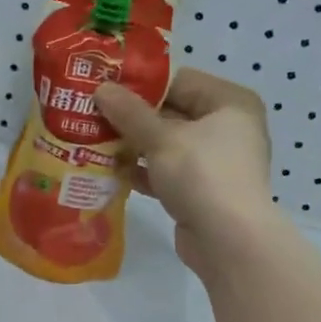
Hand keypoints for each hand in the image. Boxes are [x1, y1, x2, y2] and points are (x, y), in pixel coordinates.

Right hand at [95, 68, 275, 273]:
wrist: (228, 241)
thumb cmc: (201, 175)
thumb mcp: (161, 139)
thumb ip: (129, 113)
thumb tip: (101, 89)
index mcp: (229, 102)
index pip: (179, 80)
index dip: (140, 83)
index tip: (104, 85)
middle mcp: (227, 127)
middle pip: (172, 112)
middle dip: (132, 116)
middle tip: (91, 113)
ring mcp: (215, 162)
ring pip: (167, 144)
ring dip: (133, 145)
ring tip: (93, 140)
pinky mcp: (202, 191)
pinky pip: (167, 172)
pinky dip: (143, 171)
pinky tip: (112, 171)